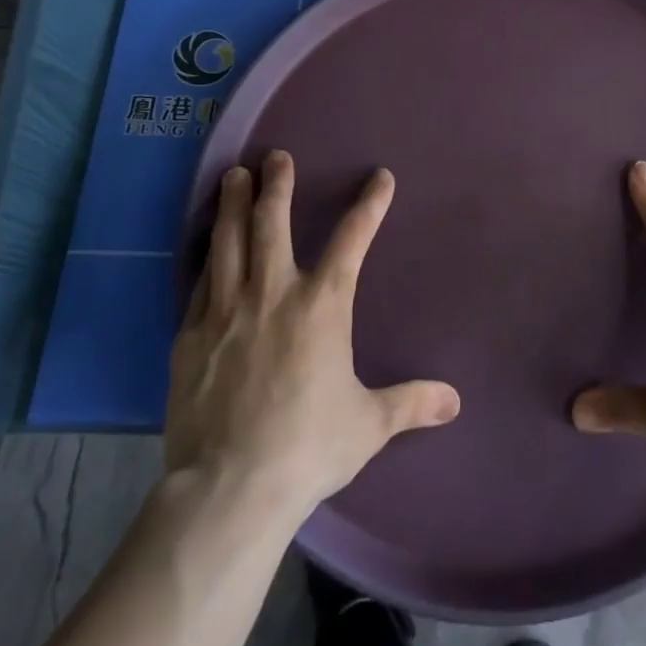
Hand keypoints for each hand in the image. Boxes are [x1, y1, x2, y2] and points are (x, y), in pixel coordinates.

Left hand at [165, 150, 460, 518]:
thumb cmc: (307, 447)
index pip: (352, 240)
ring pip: (228, 241)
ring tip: (233, 176)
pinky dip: (206, 256)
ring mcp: (226, 311)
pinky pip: (199, 282)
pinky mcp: (190, 335)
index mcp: (321, 305)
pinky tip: (206, 245)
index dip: (369, 205)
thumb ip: (410, 403)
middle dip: (275, 184)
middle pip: (271, 223)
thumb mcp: (368, 424)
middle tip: (275, 156)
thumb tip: (455, 401)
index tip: (380, 177)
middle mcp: (273, 294)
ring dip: (232, 205)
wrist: (229, 489)